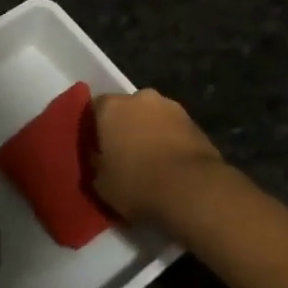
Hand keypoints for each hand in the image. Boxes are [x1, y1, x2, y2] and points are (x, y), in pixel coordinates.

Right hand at [90, 89, 224, 232]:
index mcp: (111, 107)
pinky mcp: (195, 122)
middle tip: (121, 154)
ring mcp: (171, 107)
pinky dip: (169, 141)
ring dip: (148, 132)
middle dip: (123, 127)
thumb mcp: (101, 184)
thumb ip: (95, 165)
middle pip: (125, 109)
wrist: (192, 190)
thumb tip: (98, 159)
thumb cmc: (137, 184)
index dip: (93, 128)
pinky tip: (169, 165)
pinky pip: (173, 129)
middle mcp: (140, 98)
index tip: (94, 148)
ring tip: (149, 162)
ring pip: (151, 117)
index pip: (93, 109)